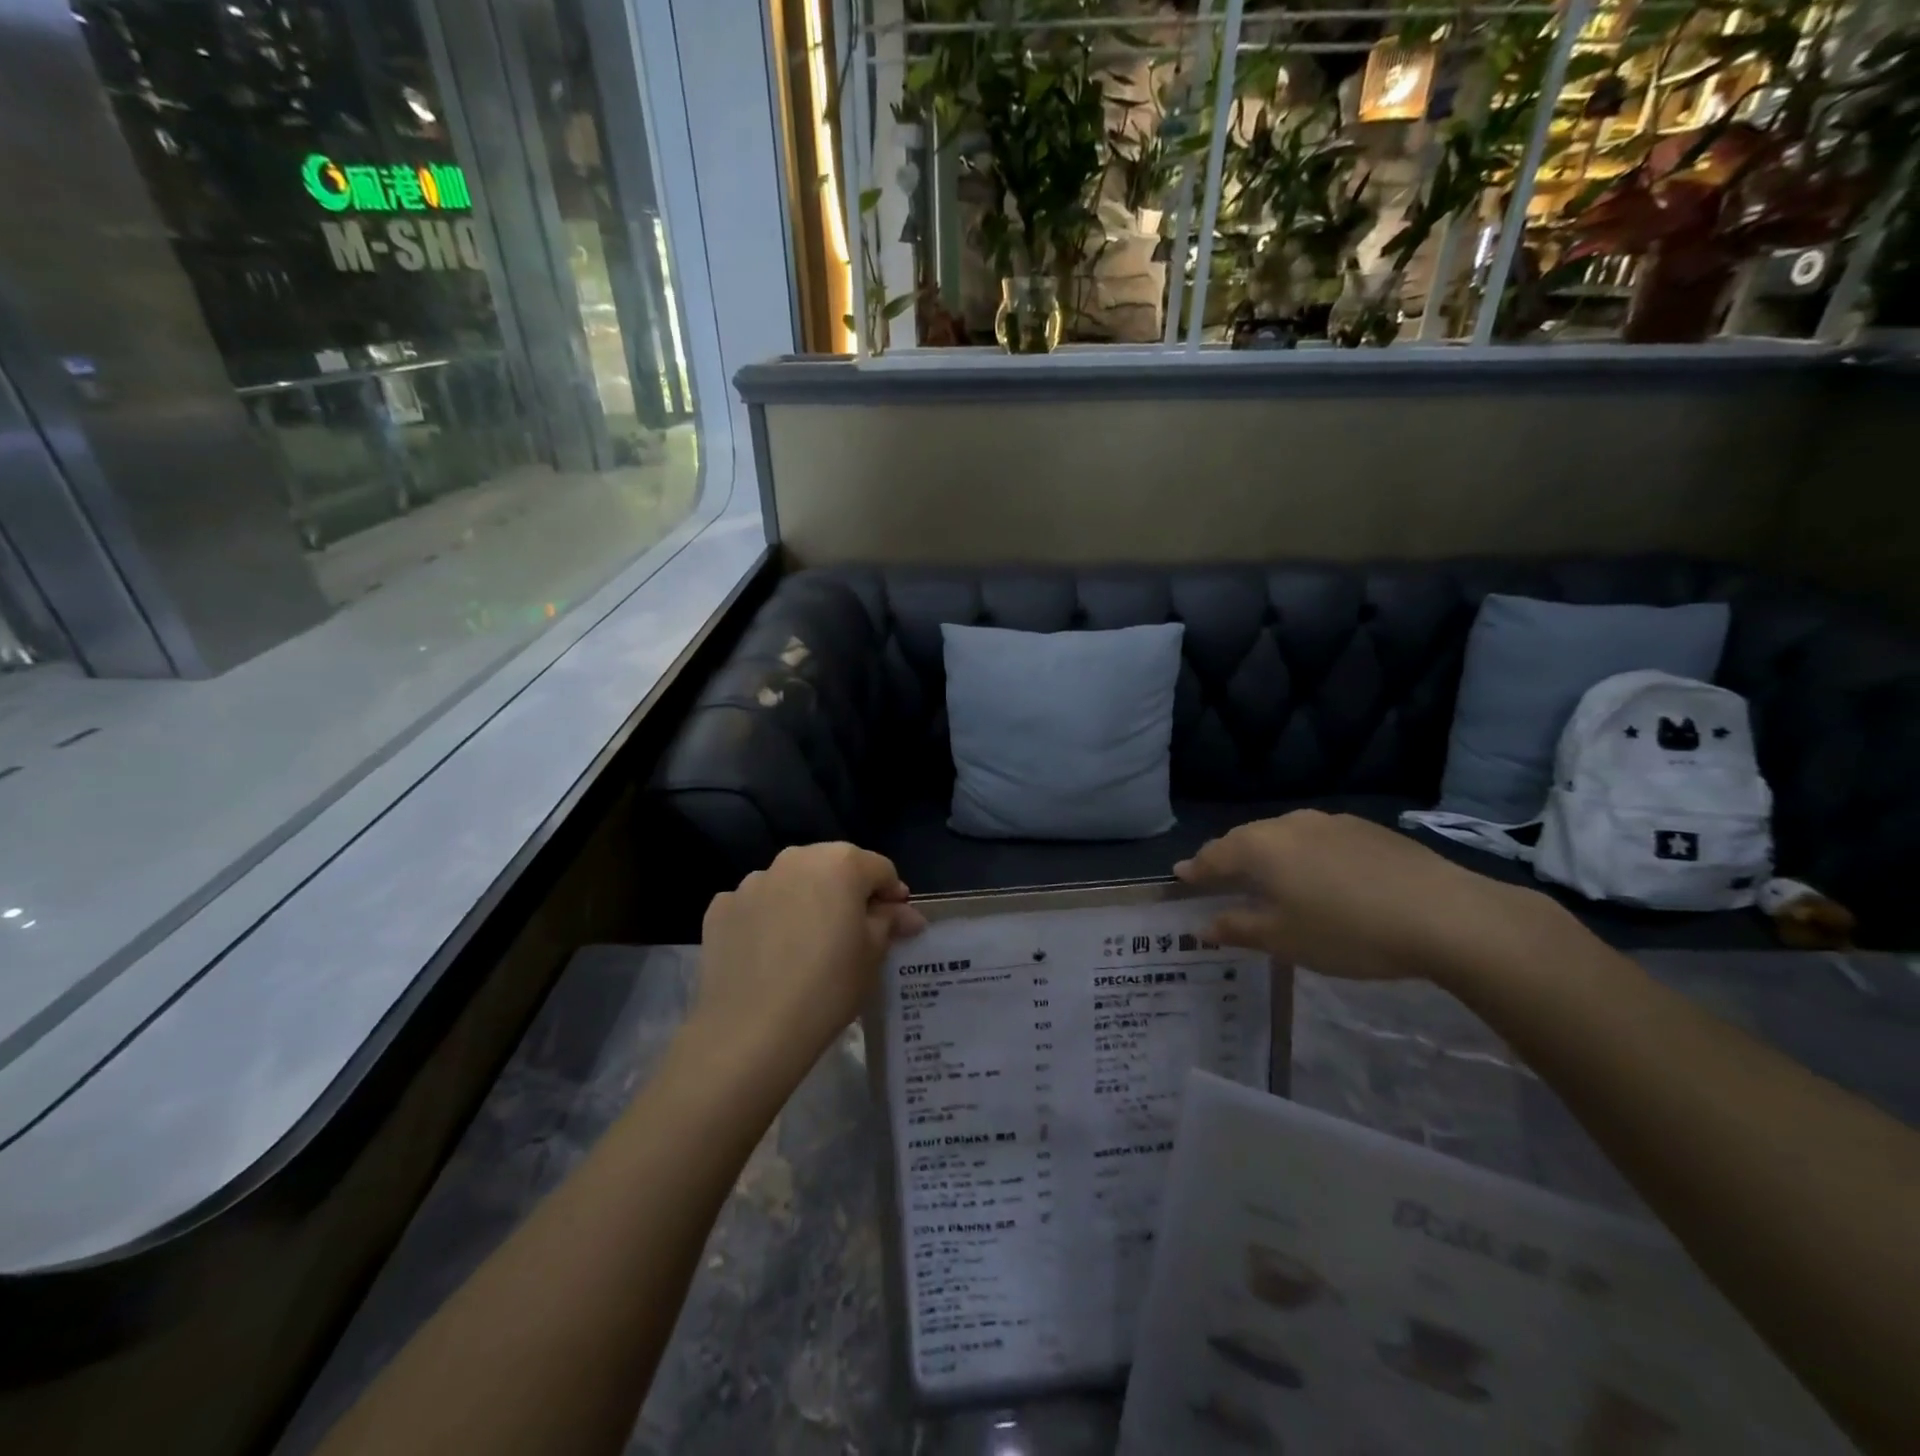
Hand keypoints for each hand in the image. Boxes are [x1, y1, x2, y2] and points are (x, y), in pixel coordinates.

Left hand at [692, 844, 925, 1080]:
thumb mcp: (873, 954)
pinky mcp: (720, 908)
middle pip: (832, 867)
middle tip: (853, 933)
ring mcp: (752, 881)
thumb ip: (889, 922)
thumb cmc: (828, 986)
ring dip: (805, 902)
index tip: (895, 924)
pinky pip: (756, 905)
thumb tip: (905, 914)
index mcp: (840, 862)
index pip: (879, 869)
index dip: (892, 895)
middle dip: (847, 893)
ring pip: (792, 884)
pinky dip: (767, 919)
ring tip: (806, 946)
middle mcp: (795, 859)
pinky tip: (769, 954)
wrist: (750, 1031)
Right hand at [1174, 811, 1555, 984]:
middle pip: (1245, 839)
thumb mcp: (1284, 940)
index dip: (1195, 870)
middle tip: (1217, 878)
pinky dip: (1303, 854)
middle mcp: (1288, 824)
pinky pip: (1317, 838)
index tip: (1180, 877)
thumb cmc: (1348, 932)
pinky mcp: (1366, 828)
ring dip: (1267, 854)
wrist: (1445, 915)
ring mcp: (1330, 821)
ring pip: (1283, 836)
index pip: (1213, 856)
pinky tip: (1319, 876)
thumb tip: (1202, 925)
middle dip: (1228, 858)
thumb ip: (1238, 928)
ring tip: (1267, 877)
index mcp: (1260, 847)